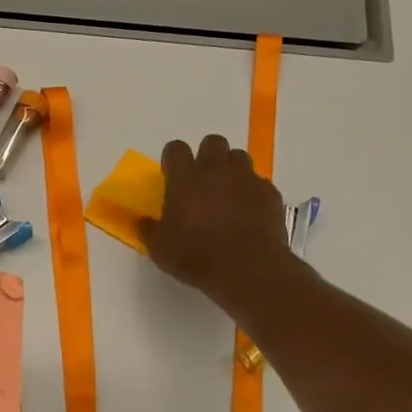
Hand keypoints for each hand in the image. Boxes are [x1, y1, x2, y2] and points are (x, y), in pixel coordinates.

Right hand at [138, 135, 294, 306]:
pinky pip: (260, 183)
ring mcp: (247, 179)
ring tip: (228, 193)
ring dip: (232, 169)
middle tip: (202, 181)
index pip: (175, 148)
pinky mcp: (270, 193)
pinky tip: (249, 212)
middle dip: (207, 156)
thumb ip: (149, 230)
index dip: (173, 159)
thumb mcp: (160, 249)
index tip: (172, 175)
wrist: (248, 269)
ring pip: (239, 157)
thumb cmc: (196, 256)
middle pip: (212, 142)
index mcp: (185, 177)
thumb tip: (142, 222)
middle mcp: (216, 169)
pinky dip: (253, 192)